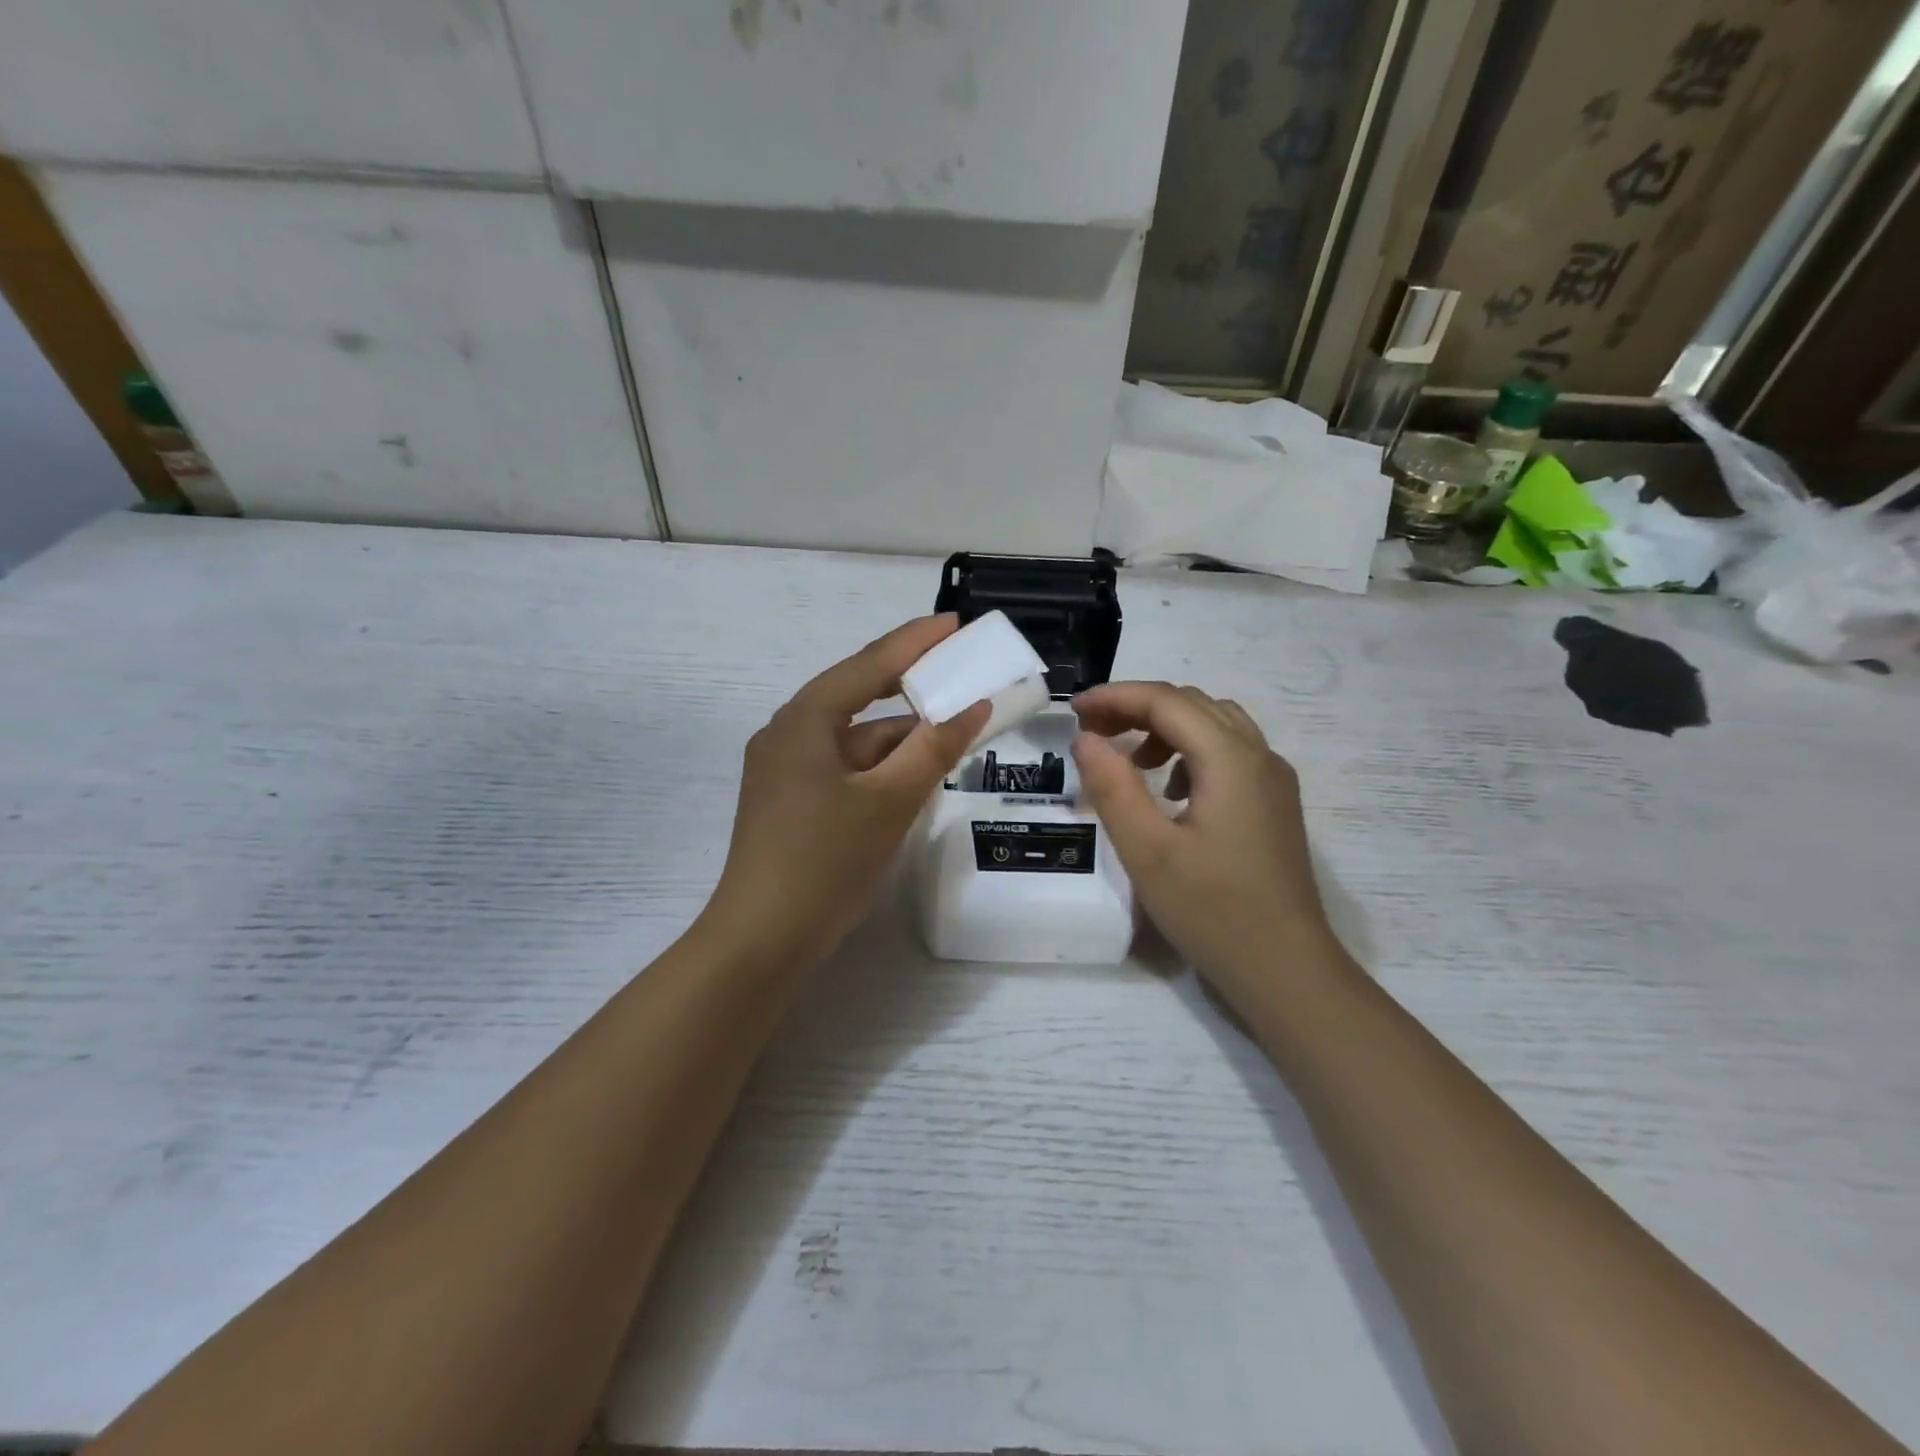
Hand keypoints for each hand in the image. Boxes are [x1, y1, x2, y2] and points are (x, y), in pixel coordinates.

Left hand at [703, 616, 988, 967]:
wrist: (764, 939)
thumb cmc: (824, 860)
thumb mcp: (889, 801)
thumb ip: (934, 749)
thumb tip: (974, 706)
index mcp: (803, 721)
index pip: (867, 665)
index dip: (915, 642)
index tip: (954, 623)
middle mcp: (789, 735)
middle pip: (859, 698)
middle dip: (911, 689)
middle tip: (960, 673)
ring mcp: (787, 771)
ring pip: (855, 740)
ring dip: (901, 737)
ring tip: (953, 730)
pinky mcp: (793, 802)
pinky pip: (847, 769)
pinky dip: (882, 767)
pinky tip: (916, 775)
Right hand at [1072, 682, 1341, 991]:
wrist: (1286, 970)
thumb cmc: (1213, 911)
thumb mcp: (1147, 851)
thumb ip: (1112, 788)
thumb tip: (1086, 738)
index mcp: (1230, 759)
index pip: (1166, 701)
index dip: (1116, 697)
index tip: (1073, 710)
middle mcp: (1259, 756)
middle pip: (1192, 704)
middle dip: (1137, 707)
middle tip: (1092, 731)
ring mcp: (1273, 780)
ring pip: (1213, 724)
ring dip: (1165, 727)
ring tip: (1128, 760)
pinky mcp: (1274, 804)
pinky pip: (1229, 753)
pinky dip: (1189, 752)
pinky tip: (1169, 791)